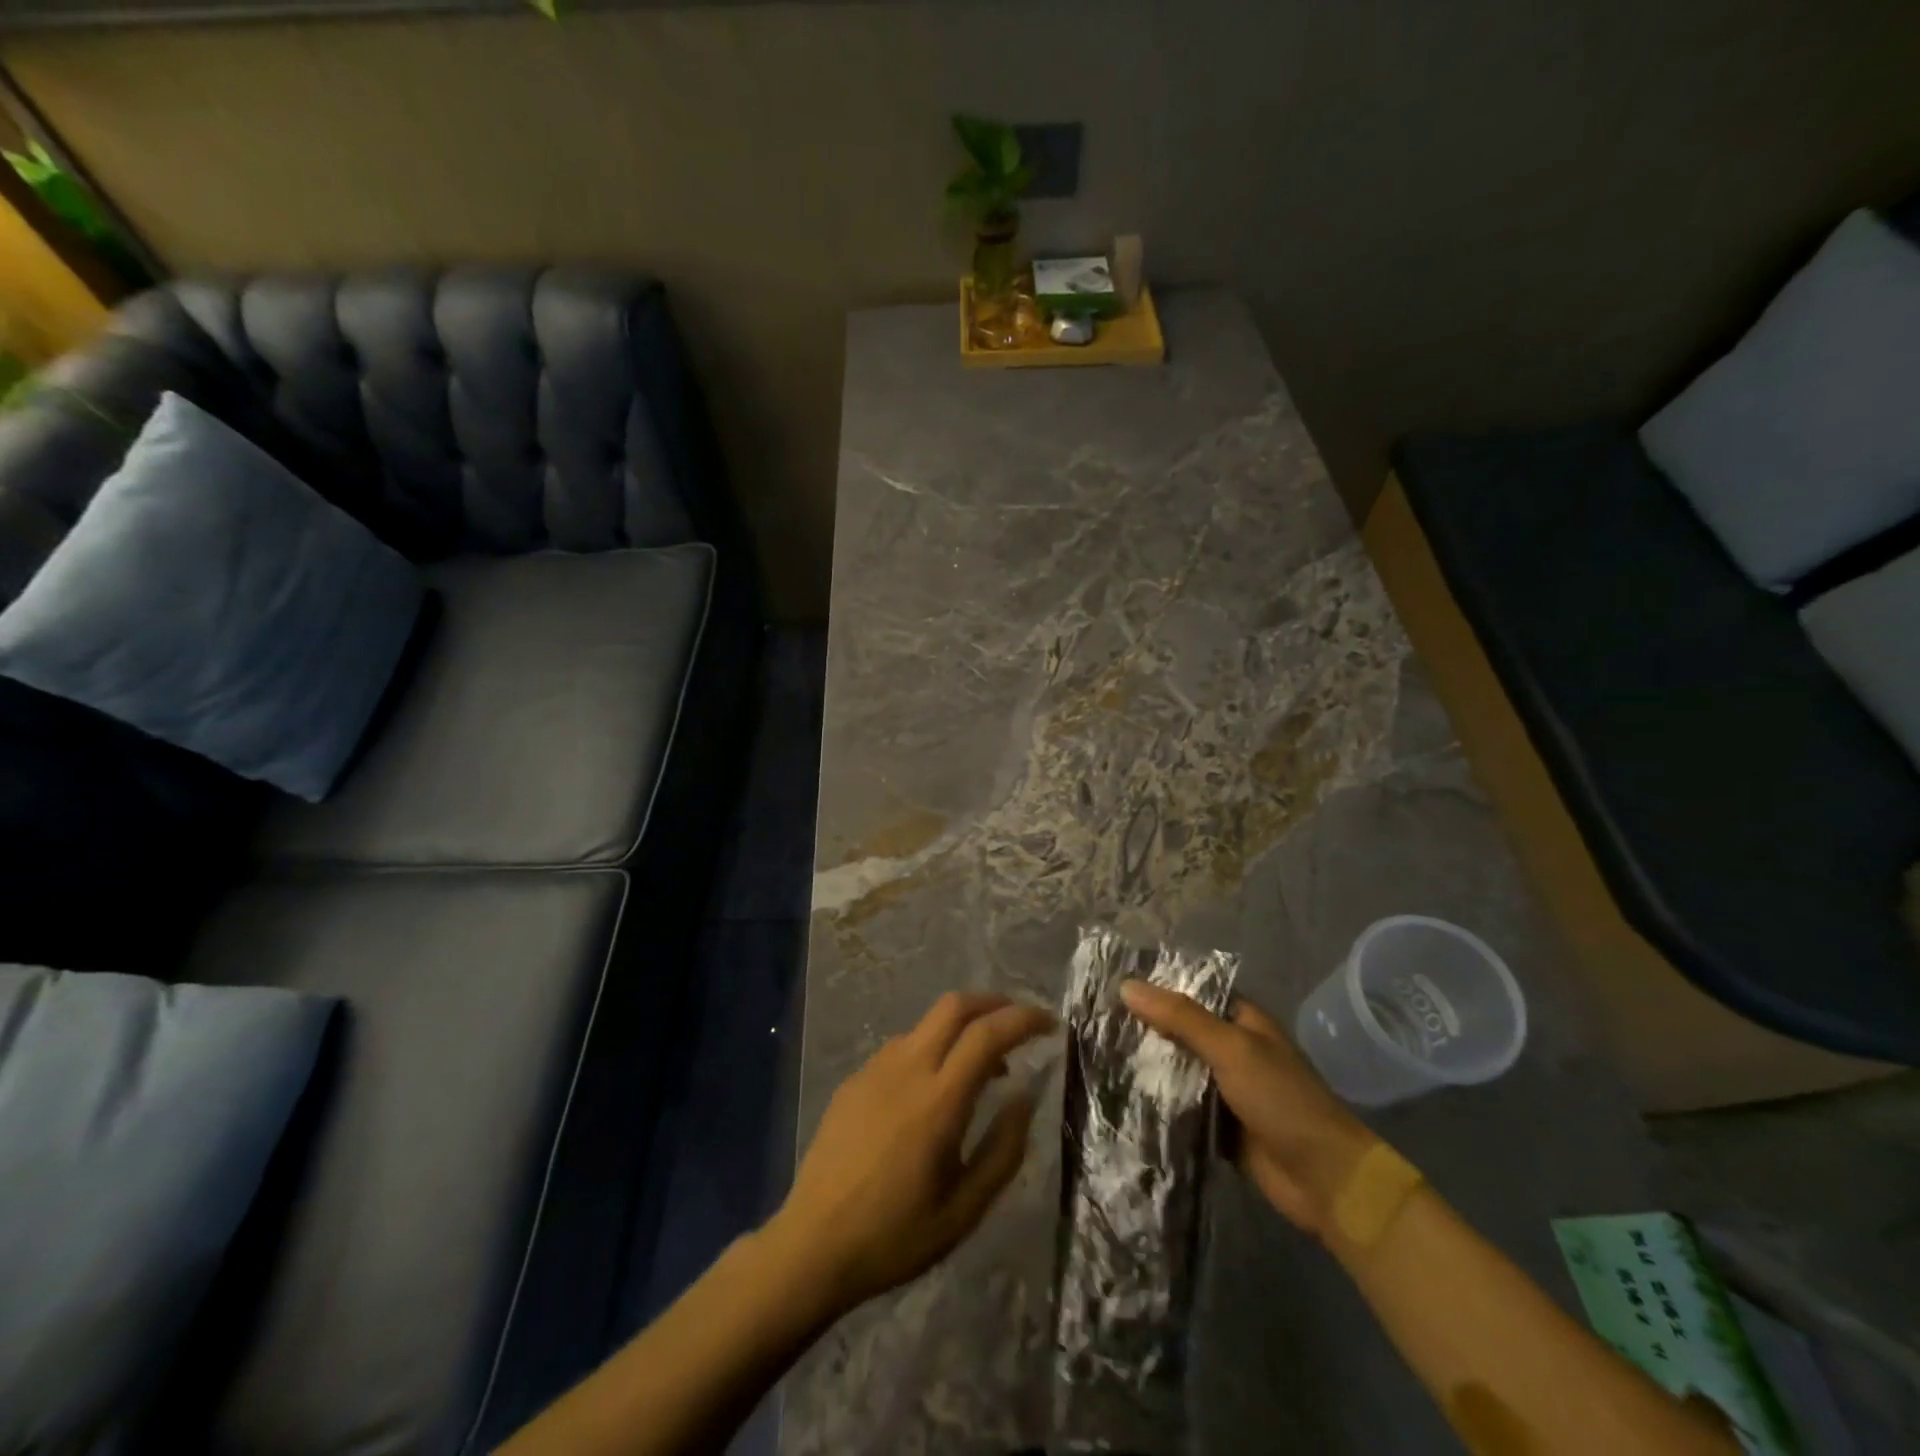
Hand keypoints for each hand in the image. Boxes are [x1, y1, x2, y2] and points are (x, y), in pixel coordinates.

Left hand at [768, 991, 1056, 1314]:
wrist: (811, 1246)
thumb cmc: (894, 1236)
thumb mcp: (964, 1209)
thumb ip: (1003, 1150)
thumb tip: (1025, 1099)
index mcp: (938, 1100)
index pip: (987, 1034)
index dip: (1024, 1019)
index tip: (1051, 1024)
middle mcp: (906, 1069)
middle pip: (954, 1005)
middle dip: (993, 1002)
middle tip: (1019, 1023)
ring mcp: (874, 1069)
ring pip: (927, 1023)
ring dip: (962, 1028)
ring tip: (983, 1069)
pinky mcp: (854, 1080)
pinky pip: (902, 1046)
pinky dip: (932, 1048)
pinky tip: (933, 1089)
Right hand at [1120, 980, 1375, 1239]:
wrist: (1325, 1179)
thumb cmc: (1282, 1099)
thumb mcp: (1231, 1049)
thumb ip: (1180, 1017)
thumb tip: (1126, 986)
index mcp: (1242, 1021)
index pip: (1191, 993)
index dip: (1156, 988)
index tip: (1111, 987)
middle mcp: (1232, 1050)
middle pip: (1180, 1032)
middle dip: (1145, 1030)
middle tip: (1094, 1023)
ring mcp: (1226, 1089)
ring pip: (1178, 1070)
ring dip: (1148, 1068)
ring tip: (1096, 1056)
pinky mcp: (1219, 1126)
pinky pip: (1181, 1107)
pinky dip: (1158, 1103)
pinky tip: (1120, 1097)